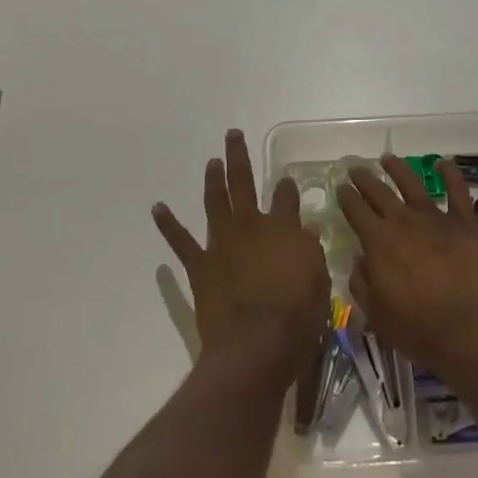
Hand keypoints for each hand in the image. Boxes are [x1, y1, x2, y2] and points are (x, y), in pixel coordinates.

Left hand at [154, 130, 330, 378]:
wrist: (257, 342)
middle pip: (244, 183)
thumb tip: (305, 230)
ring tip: (212, 162)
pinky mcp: (200, 264)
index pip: (287, 197)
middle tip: (232, 135)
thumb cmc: (298, 314)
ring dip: (213, 180)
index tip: (286, 181)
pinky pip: (180, 241)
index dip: (287, 187)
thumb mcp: (319, 279)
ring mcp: (222, 242)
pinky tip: (158, 208)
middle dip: (238, 157)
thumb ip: (310, 251)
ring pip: (215, 202)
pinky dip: (168, 224)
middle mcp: (251, 226)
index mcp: (284, 228)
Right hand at [337, 155, 477, 377]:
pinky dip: (450, 174)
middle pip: (379, 192)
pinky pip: (457, 191)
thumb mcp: (376, 314)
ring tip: (387, 159)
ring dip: (398, 169)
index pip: (355, 210)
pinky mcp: (465, 224)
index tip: (340, 187)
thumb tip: (359, 258)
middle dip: (365, 179)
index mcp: (378, 242)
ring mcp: (436, 219)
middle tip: (355, 169)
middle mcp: (403, 222)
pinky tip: (443, 163)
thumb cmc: (418, 330)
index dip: (346, 197)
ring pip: (412, 184)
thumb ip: (362, 282)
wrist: (471, 333)